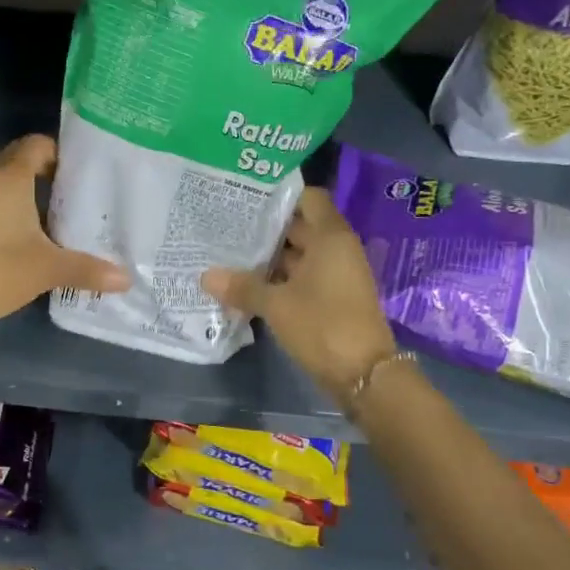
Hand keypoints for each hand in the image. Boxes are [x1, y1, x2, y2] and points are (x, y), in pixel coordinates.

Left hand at [0, 134, 128, 343]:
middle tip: (79, 194)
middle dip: (48, 174)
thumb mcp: (49, 269)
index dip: (61, 151)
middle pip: (19, 162)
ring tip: (59, 217)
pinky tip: (29, 238)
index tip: (85, 171)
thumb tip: (126, 279)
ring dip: (27, 196)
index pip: (37, 144)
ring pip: (3, 185)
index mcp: (9, 176)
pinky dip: (10, 213)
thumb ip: (89, 269)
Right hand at [201, 188, 396, 405]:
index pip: (308, 198)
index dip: (280, 195)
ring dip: (270, 257)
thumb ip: (242, 287)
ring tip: (229, 253)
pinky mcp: (332, 298)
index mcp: (330, 237)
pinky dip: (279, 279)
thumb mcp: (276, 305)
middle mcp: (337, 249)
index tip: (247, 197)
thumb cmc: (322, 325)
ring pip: (299, 255)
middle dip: (266, 228)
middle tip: (226, 225)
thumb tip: (206, 275)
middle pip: (300, 227)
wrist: (363, 374)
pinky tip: (247, 284)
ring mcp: (336, 275)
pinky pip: (302, 277)